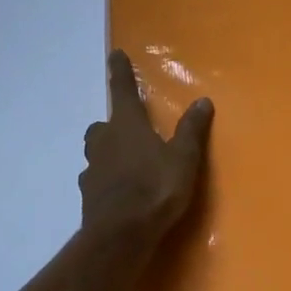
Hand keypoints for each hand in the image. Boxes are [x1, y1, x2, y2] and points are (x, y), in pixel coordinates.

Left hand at [80, 50, 211, 241]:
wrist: (120, 236)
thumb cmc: (155, 188)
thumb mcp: (183, 158)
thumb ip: (191, 129)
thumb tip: (202, 100)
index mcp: (127, 125)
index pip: (123, 89)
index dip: (120, 71)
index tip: (114, 53)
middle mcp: (105, 141)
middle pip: (102, 125)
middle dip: (112, 124)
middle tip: (128, 130)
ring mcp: (93, 170)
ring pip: (96, 152)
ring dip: (107, 152)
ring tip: (125, 163)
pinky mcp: (88, 197)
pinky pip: (95, 180)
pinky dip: (104, 181)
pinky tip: (118, 192)